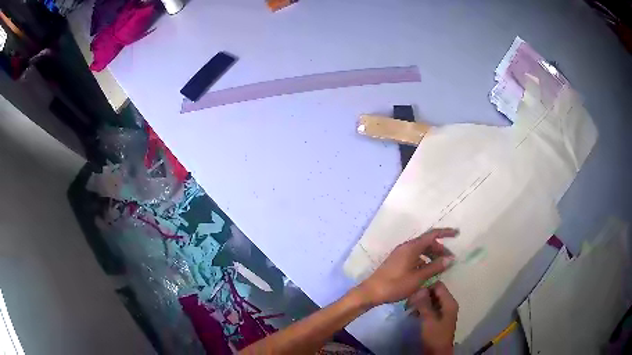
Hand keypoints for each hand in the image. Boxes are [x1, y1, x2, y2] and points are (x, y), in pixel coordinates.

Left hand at [356, 228, 456, 305]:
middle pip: (427, 243)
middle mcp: (406, 247)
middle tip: (450, 260)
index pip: (432, 235)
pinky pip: (415, 256)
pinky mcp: (397, 262)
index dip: (446, 233)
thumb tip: (450, 258)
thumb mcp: (418, 278)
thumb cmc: (395, 284)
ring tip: (440, 267)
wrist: (371, 292)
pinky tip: (428, 271)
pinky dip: (424, 261)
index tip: (457, 234)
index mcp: (412, 247)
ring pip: (421, 250)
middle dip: (440, 249)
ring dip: (432, 256)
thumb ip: (435, 267)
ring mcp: (400, 254)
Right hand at [407, 282, 457, 354]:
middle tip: (409, 302)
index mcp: (449, 302)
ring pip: (432, 300)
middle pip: (435, 292)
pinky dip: (422, 309)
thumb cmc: (434, 335)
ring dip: (421, 303)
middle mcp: (448, 304)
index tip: (413, 294)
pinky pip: (430, 308)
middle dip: (422, 295)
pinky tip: (413, 314)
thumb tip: (420, 288)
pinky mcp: (438, 318)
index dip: (426, 287)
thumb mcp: (428, 319)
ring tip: (409, 308)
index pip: (438, 286)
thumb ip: (424, 304)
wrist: (437, 352)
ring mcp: (444, 311)